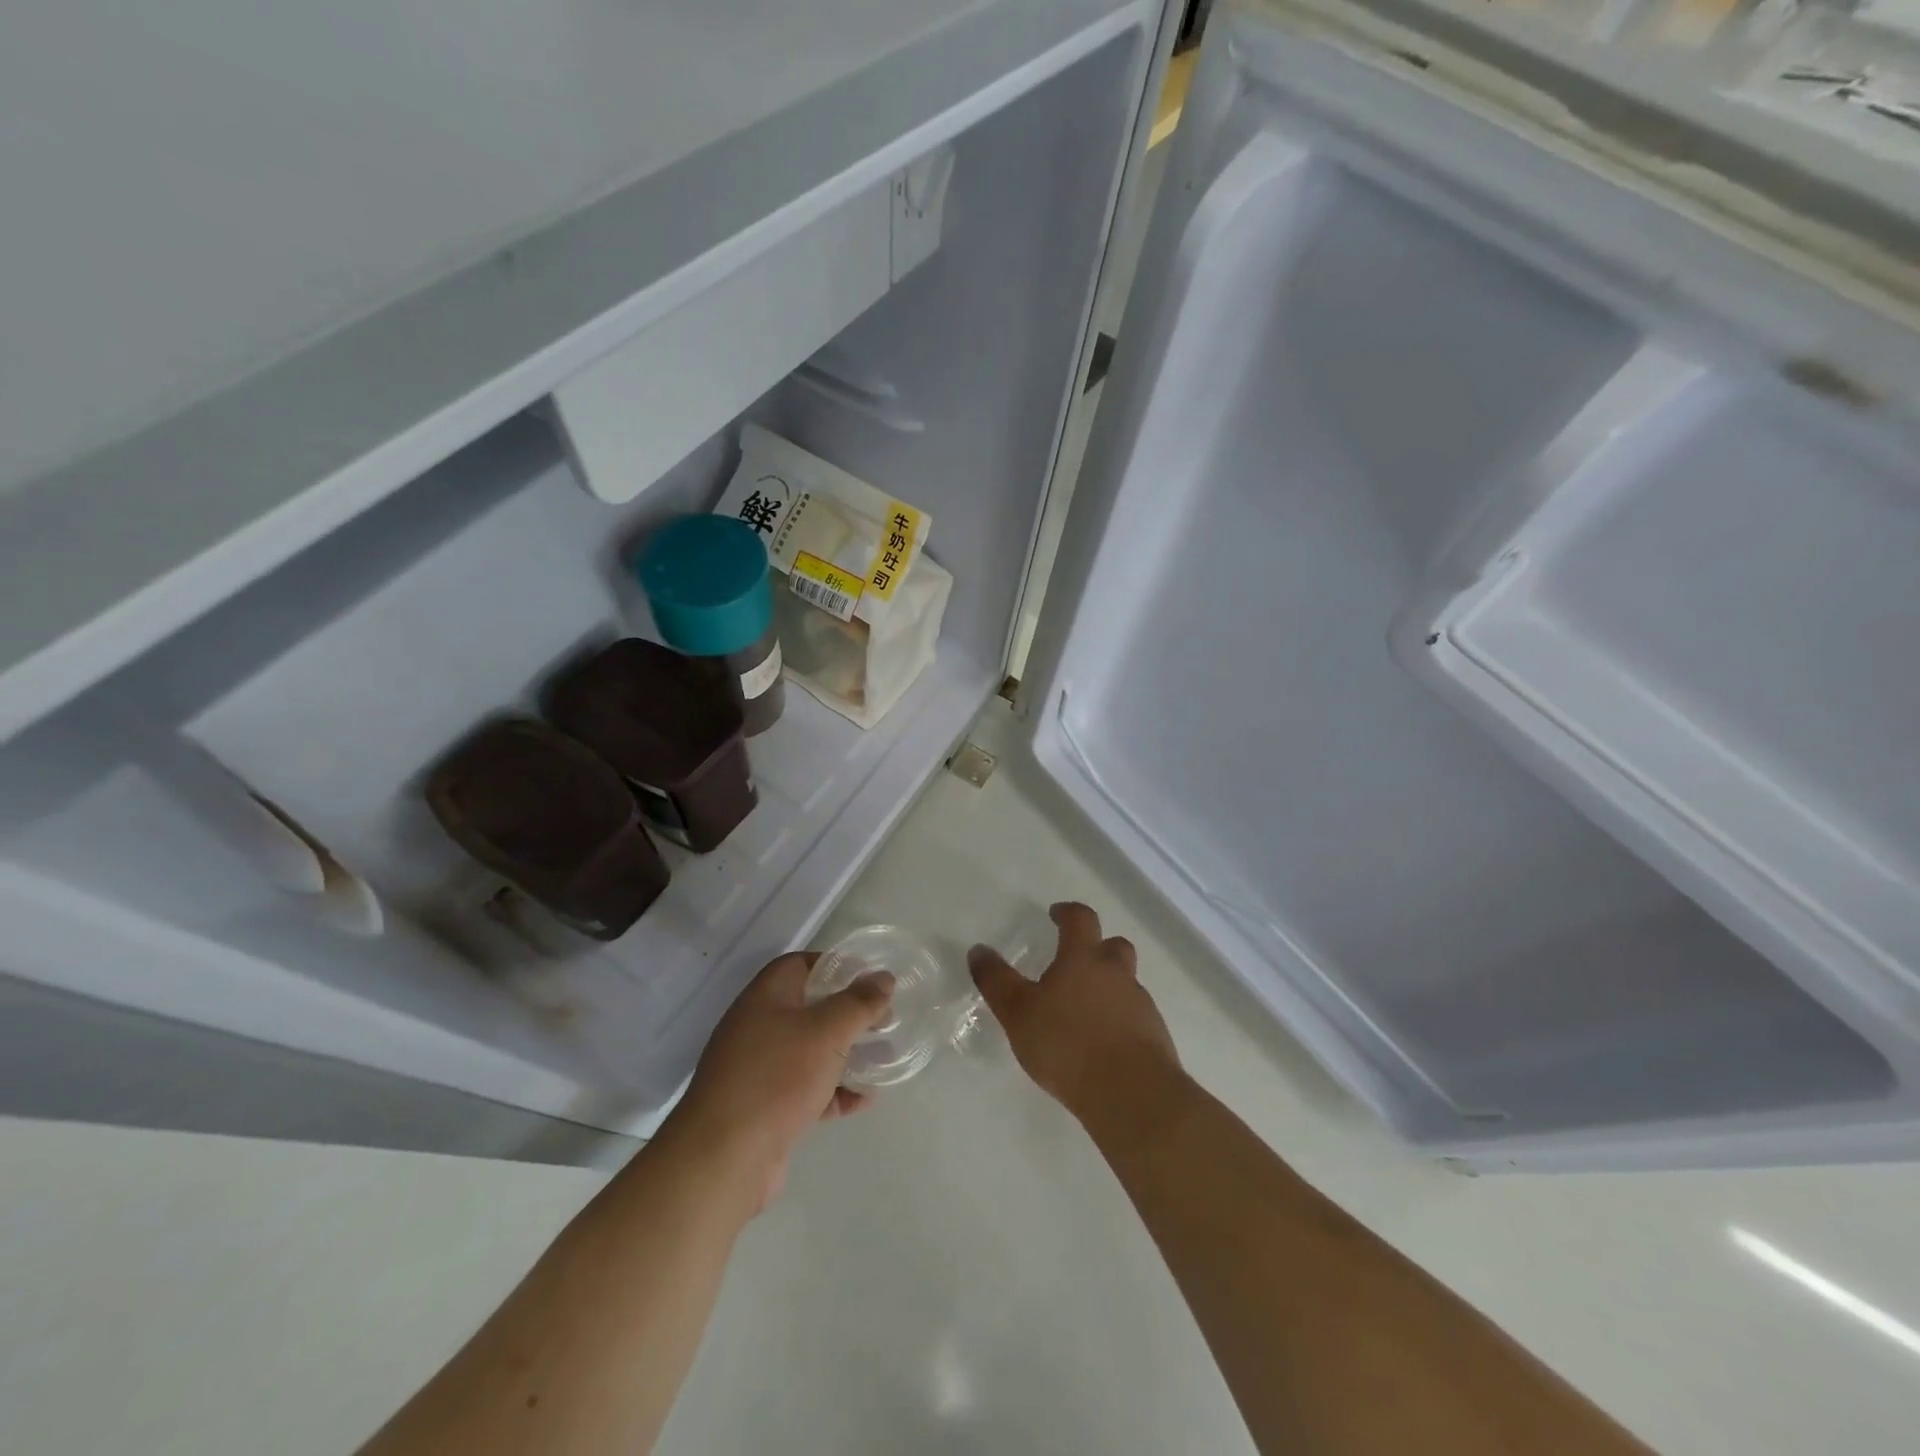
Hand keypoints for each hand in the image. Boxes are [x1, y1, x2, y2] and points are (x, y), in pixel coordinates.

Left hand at [665, 953, 893, 1212]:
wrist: (724, 1158)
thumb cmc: (776, 1077)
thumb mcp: (826, 1031)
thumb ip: (859, 1002)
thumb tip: (884, 977)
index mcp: (766, 997)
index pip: (800, 964)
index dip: (834, 965)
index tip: (869, 978)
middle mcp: (758, 1027)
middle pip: (808, 1008)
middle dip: (847, 1013)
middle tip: (884, 1019)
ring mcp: (759, 1070)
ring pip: (810, 1051)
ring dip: (846, 1053)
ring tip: (884, 1057)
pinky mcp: (765, 1108)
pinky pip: (806, 1089)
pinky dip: (834, 1091)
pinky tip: (864, 1100)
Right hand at [967, 902, 1181, 1123]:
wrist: (1131, 1093)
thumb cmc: (1067, 1044)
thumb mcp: (1018, 1013)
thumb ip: (997, 981)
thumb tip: (978, 950)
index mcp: (1083, 959)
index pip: (1081, 919)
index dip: (1068, 913)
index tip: (1056, 915)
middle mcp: (1116, 974)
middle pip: (1114, 946)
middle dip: (1097, 947)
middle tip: (1076, 962)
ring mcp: (1140, 1004)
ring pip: (1126, 983)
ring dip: (1109, 987)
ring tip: (1084, 1012)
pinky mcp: (1154, 1036)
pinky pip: (1135, 1016)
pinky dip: (1120, 1020)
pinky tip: (1103, 1044)